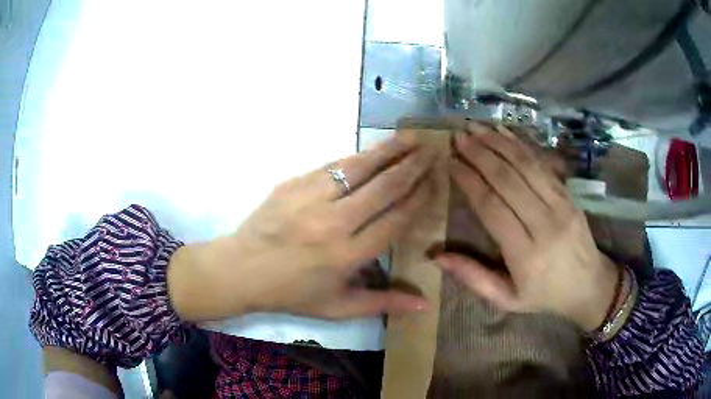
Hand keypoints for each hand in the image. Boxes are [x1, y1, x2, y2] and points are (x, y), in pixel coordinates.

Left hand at [168, 132, 435, 321]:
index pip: (395, 220)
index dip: (420, 199)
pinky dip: (356, 157)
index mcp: (347, 256)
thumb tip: (425, 304)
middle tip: (433, 151)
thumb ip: (383, 303)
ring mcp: (310, 199)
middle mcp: (333, 223)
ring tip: (411, 138)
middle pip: (383, 188)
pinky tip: (372, 150)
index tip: (436, 182)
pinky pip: (332, 166)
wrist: (241, 270)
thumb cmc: (291, 293)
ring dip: (388, 151)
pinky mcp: (292, 184)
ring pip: (359, 168)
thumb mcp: (338, 307)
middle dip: (412, 167)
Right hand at [436, 123, 619, 331]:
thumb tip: (437, 256)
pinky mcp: (569, 195)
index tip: (451, 162)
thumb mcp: (506, 300)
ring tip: (476, 128)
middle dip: (480, 154)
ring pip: (525, 166)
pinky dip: (522, 146)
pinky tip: (504, 132)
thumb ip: (473, 277)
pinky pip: (543, 165)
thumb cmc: (544, 296)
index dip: (469, 180)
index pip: (492, 206)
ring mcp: (561, 206)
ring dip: (498, 143)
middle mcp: (544, 224)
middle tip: (458, 137)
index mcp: (525, 254)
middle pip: (507, 180)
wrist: (589, 286)